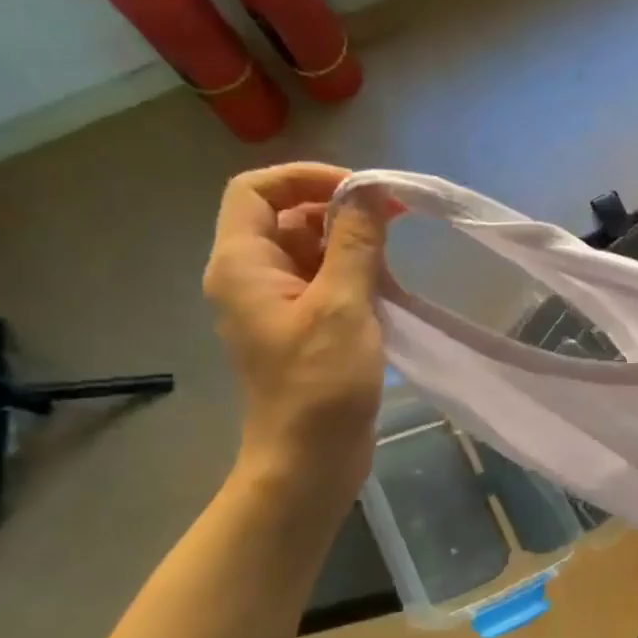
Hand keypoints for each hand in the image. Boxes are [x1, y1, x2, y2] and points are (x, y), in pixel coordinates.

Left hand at [202, 164, 390, 491]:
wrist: (310, 460)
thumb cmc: (320, 384)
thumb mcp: (342, 305)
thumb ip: (355, 242)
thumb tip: (370, 191)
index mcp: (243, 264)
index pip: (256, 190)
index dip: (305, 177)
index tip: (360, 191)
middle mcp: (251, 276)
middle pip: (287, 216)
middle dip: (338, 209)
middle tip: (391, 218)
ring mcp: (277, 303)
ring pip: (310, 248)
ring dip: (351, 243)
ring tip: (394, 253)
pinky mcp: (302, 326)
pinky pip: (324, 280)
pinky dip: (354, 272)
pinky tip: (389, 285)